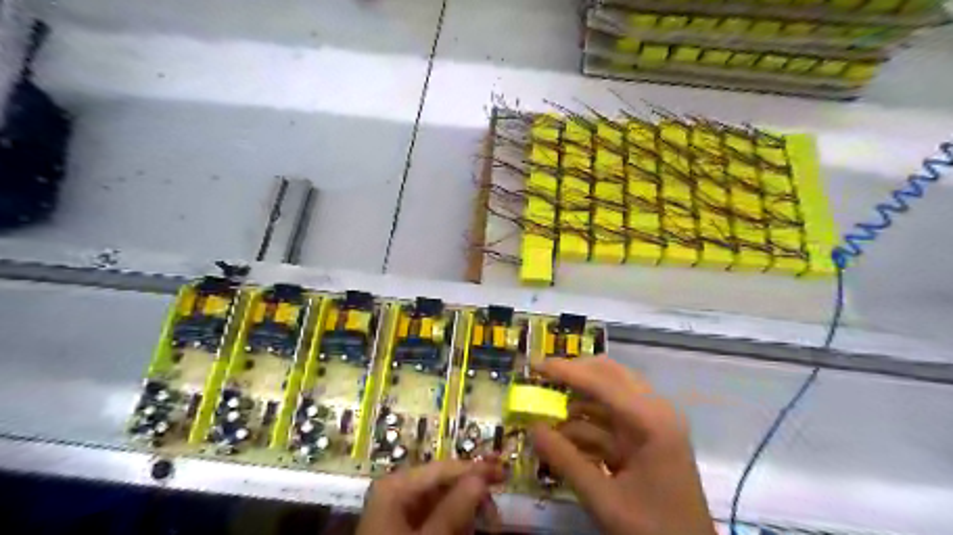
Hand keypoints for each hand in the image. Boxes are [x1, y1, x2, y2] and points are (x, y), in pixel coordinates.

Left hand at [357, 459, 505, 534]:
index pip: (445, 468)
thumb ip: (455, 508)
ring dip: (467, 514)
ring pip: (444, 502)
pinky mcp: (405, 529)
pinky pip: (436, 518)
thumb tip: (481, 477)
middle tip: (495, 518)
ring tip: (484, 527)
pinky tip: (466, 532)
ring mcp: (401, 511)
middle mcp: (399, 492)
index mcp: (397, 486)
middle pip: (445, 484)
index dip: (476, 469)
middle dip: (472, 498)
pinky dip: (455, 525)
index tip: (504, 475)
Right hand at [530, 356, 714, 534]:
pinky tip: (565, 435)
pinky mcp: (648, 437)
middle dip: (574, 375)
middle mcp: (656, 411)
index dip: (566, 370)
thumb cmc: (653, 529)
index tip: (534, 366)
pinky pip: (613, 419)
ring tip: (546, 409)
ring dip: (578, 401)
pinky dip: (588, 423)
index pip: (602, 382)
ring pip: (610, 396)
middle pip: (609, 375)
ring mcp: (654, 423)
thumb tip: (532, 429)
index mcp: (652, 421)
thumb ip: (565, 461)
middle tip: (542, 378)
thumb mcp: (603, 498)